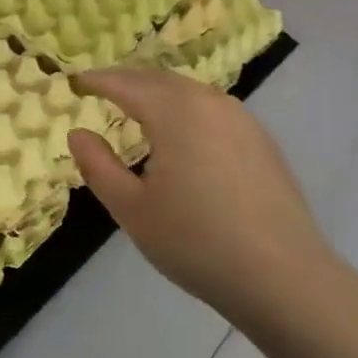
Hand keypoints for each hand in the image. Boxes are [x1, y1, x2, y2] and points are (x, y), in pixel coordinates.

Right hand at [66, 68, 331, 318]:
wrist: (283, 277)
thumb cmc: (196, 241)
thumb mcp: (132, 209)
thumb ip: (98, 166)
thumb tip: (78, 133)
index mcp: (175, 112)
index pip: (126, 83)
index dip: (96, 80)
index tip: (74, 81)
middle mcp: (209, 102)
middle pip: (159, 80)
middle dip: (127, 81)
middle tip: (100, 89)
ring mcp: (241, 119)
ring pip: (189, 92)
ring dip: (157, 93)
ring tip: (135, 108)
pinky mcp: (261, 141)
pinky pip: (212, 109)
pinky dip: (185, 109)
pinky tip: (181, 135)